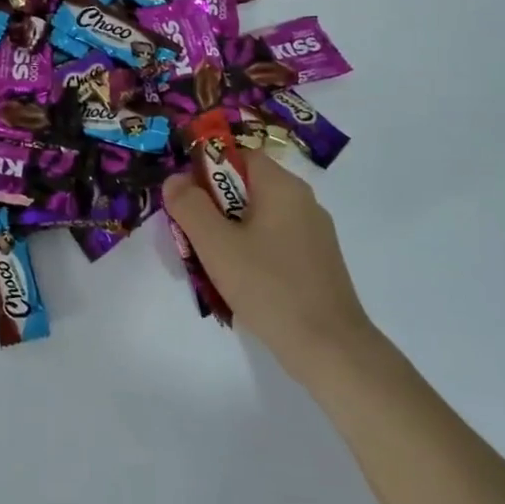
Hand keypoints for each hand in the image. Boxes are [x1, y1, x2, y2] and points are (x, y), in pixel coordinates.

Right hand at [162, 154, 372, 366]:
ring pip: (258, 218)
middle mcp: (303, 201)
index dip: (207, 169)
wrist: (329, 348)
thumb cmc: (269, 286)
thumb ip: (190, 206)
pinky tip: (241, 282)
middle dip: (214, 207)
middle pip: (247, 187)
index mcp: (282, 187)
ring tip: (212, 264)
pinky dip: (251, 252)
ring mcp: (314, 233)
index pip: (239, 155)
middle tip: (193, 236)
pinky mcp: (317, 262)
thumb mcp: (216, 244)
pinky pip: (274, 242)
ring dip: (230, 233)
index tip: (186, 199)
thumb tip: (175, 180)